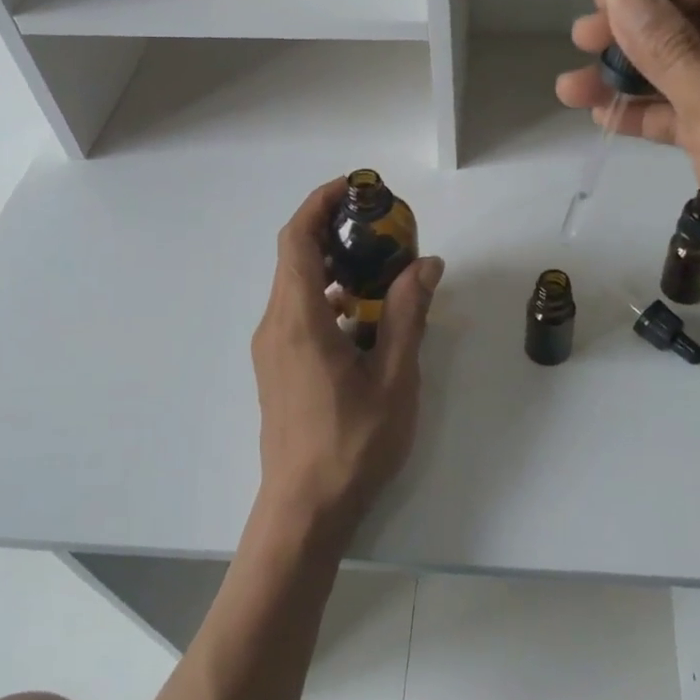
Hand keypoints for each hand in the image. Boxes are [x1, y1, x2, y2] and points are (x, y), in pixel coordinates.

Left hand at [251, 178, 443, 542]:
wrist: (305, 510)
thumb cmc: (352, 443)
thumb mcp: (394, 376)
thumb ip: (408, 315)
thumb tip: (427, 265)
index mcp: (298, 319)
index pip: (297, 239)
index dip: (321, 203)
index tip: (357, 188)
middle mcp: (275, 325)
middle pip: (296, 257)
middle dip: (336, 232)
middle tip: (384, 229)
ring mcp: (272, 349)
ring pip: (298, 287)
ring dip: (336, 268)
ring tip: (383, 271)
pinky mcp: (277, 368)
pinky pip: (299, 314)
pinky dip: (330, 299)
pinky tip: (366, 320)